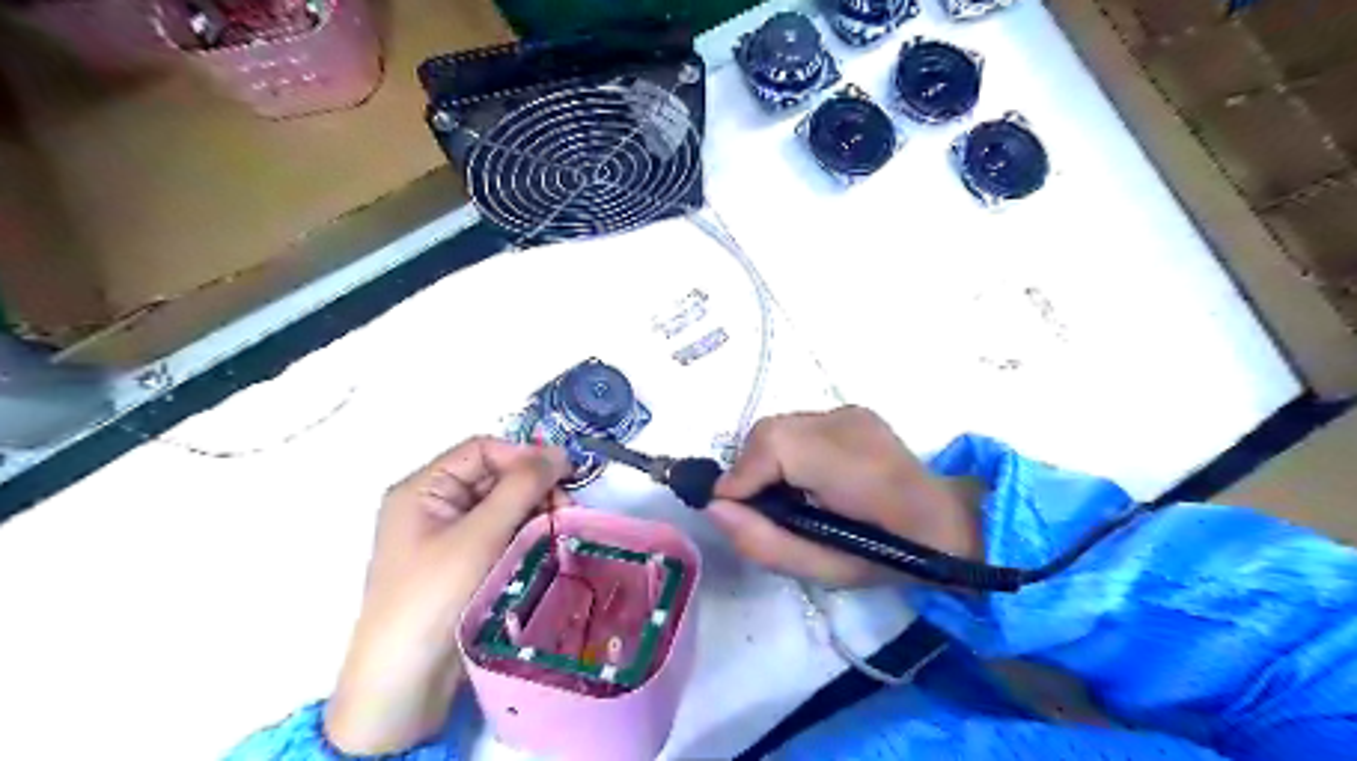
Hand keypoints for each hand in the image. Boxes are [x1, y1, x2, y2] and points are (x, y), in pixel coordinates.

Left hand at [326, 436, 568, 751]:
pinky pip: (503, 534)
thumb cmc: (434, 596)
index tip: (563, 475)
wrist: (404, 683)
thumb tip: (558, 452)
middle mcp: (434, 506)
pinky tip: (547, 547)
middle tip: (565, 509)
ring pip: (504, 506)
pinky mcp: (466, 563)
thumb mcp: (479, 535)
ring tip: (559, 530)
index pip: (481, 451)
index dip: (523, 456)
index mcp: (423, 489)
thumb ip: (520, 487)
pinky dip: (527, 535)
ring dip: (535, 512)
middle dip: (533, 488)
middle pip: (495, 477)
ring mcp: (450, 536)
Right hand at [711, 405, 975, 587]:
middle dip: (751, 471)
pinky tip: (804, 479)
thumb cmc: (889, 557)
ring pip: (779, 427)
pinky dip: (785, 452)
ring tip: (784, 497)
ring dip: (767, 461)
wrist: (948, 525)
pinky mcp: (851, 412)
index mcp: (853, 464)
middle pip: (769, 432)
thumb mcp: (824, 570)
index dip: (741, 477)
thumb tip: (715, 507)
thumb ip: (764, 541)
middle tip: (760, 509)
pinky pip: (796, 427)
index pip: (773, 446)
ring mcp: (851, 412)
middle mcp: (849, 424)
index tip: (732, 510)